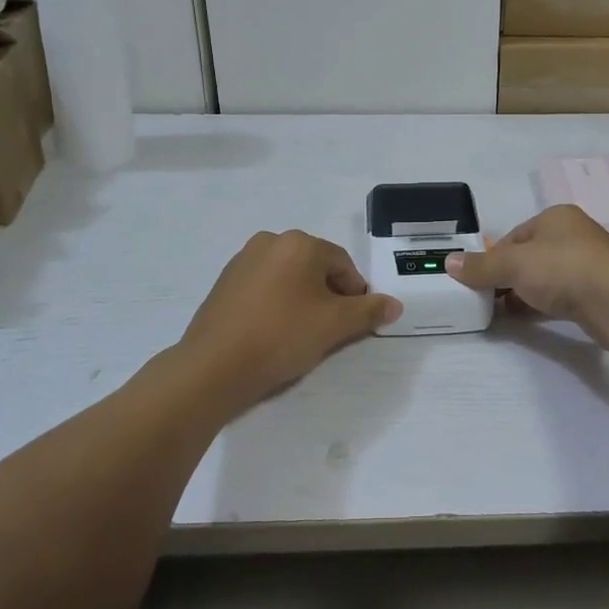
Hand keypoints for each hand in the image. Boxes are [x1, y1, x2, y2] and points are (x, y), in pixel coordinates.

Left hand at [178, 230, 400, 408]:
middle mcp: (270, 241)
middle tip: (328, 331)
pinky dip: (275, 304)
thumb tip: (395, 304)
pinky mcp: (223, 283)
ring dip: (301, 300)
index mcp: (299, 243)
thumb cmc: (281, 337)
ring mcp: (242, 260)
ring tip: (299, 335)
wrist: (213, 367)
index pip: (342, 264)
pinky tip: (272, 333)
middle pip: (314, 268)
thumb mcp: (334, 325)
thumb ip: (368, 311)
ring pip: (288, 278)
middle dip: (327, 296)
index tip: (353, 323)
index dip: (354, 294)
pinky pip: (263, 288)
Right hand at [444, 205, 608, 329]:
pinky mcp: (600, 290)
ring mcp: (591, 262)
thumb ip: (481, 266)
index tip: (480, 280)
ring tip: (507, 311)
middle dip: (510, 276)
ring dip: (528, 291)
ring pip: (548, 275)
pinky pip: (564, 294)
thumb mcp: (513, 265)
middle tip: (491, 298)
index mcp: (556, 217)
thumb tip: (449, 262)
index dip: (494, 257)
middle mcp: (575, 234)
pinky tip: (534, 316)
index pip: (516, 236)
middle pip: (531, 255)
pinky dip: (547, 303)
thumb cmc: (562, 269)